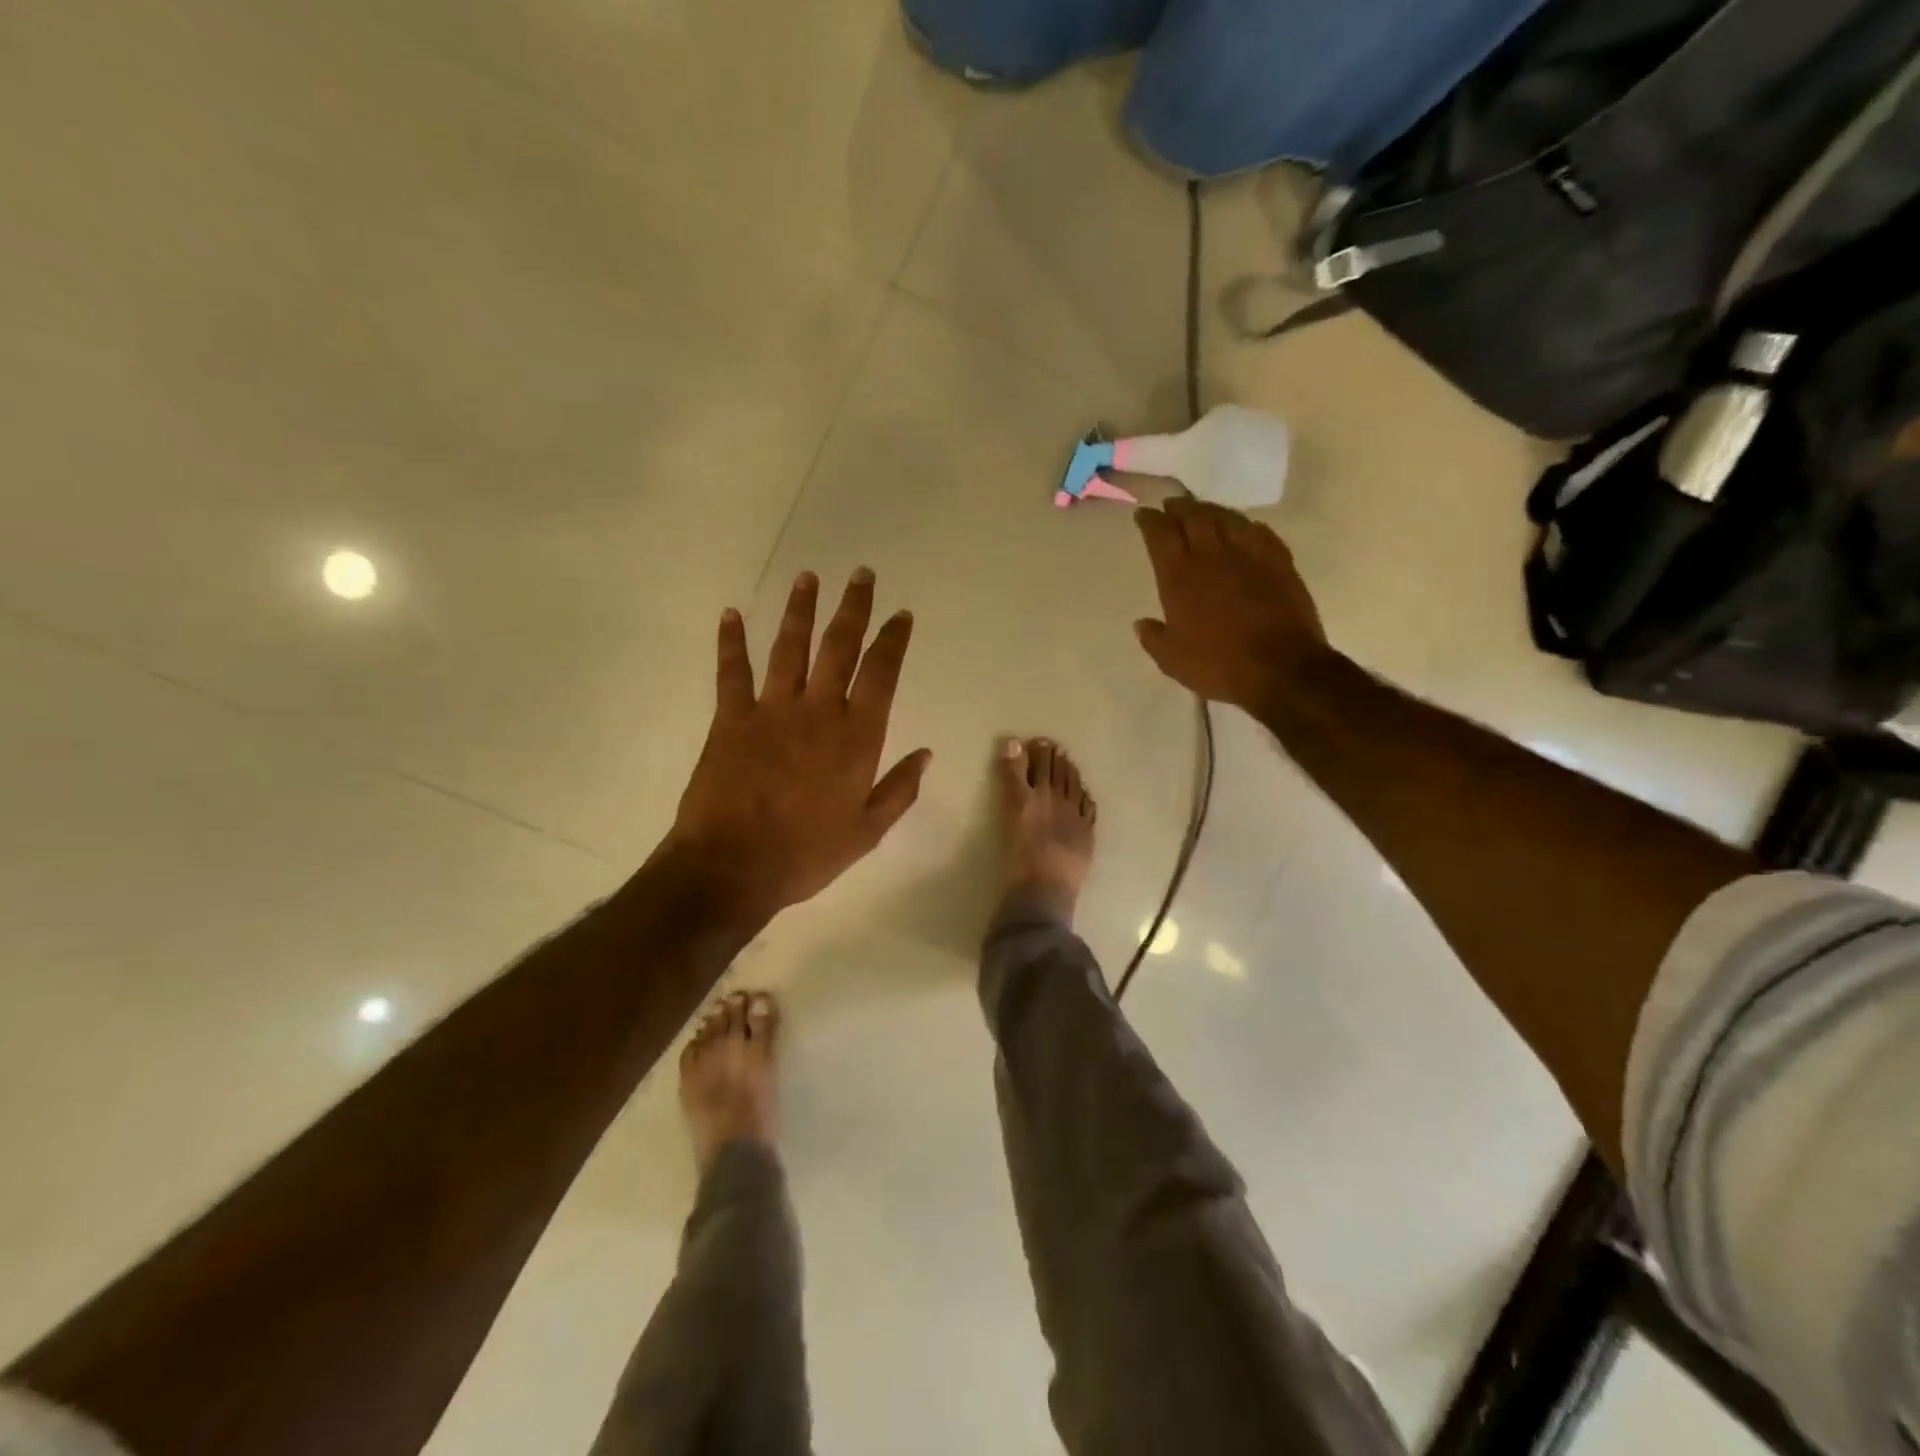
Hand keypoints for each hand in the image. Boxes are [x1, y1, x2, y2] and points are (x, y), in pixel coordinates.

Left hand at [668, 568, 931, 919]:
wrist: (733, 866)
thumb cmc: (807, 854)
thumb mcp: (867, 831)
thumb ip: (899, 789)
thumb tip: (925, 754)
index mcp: (856, 737)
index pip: (881, 674)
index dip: (893, 640)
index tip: (900, 614)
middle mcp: (818, 711)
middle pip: (839, 647)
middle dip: (853, 608)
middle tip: (861, 574)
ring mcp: (771, 710)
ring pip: (790, 648)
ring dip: (800, 610)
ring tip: (808, 577)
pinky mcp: (731, 719)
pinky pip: (732, 672)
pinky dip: (731, 642)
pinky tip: (731, 614)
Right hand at [1133, 498, 1330, 713]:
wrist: (1281, 668)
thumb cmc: (1218, 665)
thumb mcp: (1172, 660)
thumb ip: (1154, 637)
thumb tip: (1141, 623)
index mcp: (1180, 576)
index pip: (1161, 535)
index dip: (1150, 521)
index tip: (1143, 514)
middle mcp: (1212, 555)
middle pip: (1193, 517)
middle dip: (1179, 508)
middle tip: (1171, 505)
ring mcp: (1250, 554)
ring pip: (1227, 518)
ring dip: (1211, 510)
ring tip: (1203, 510)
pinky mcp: (1280, 561)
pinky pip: (1260, 532)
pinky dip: (1246, 525)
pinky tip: (1244, 528)